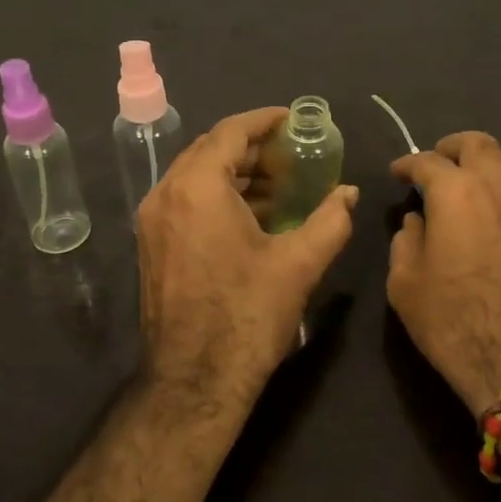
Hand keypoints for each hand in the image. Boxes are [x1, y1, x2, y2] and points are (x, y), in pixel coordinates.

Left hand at [137, 108, 358, 409]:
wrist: (194, 381)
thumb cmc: (247, 315)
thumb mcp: (299, 264)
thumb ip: (330, 220)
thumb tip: (349, 193)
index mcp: (197, 188)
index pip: (229, 132)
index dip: (264, 121)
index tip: (292, 120)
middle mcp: (165, 195)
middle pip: (208, 150)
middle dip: (250, 148)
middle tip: (290, 155)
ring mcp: (152, 222)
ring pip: (194, 175)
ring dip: (234, 173)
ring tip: (278, 186)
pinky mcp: (151, 245)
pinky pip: (184, 201)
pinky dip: (216, 195)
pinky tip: (251, 216)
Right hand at [388, 132, 500, 413]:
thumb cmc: (451, 320)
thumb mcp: (405, 283)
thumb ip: (406, 241)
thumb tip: (417, 222)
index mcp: (456, 193)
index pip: (427, 161)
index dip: (407, 164)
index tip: (396, 174)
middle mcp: (498, 189)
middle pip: (478, 144)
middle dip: (451, 147)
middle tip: (434, 164)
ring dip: (479, 173)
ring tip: (459, 197)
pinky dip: (498, 199)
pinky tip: (486, 226)